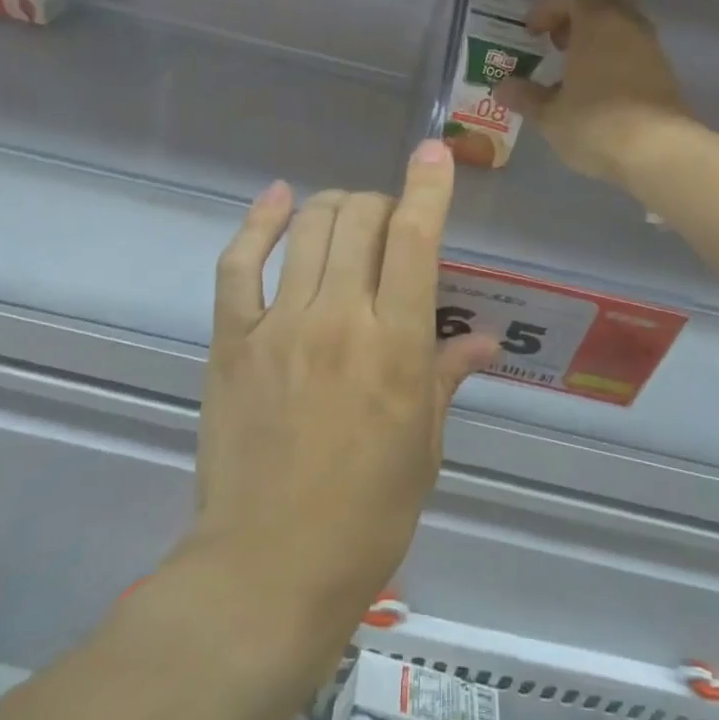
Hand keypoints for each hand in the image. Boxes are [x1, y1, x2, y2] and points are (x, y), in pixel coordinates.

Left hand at [194, 141, 498, 624]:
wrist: (269, 567)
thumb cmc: (367, 517)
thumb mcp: (424, 447)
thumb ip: (448, 378)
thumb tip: (486, 341)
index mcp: (398, 347)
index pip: (417, 240)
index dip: (428, 187)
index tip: (434, 153)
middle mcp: (339, 319)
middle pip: (359, 219)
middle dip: (381, 203)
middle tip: (389, 223)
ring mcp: (279, 326)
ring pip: (306, 227)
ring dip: (332, 206)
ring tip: (344, 215)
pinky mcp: (232, 341)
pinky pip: (239, 263)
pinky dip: (257, 222)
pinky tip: (275, 199)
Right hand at [495, 0, 693, 184]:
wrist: (659, 152)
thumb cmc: (596, 124)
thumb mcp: (550, 115)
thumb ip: (526, 97)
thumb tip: (502, 88)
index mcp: (596, 22)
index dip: (547, 6)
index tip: (532, 33)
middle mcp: (627, 25)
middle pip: (603, 1)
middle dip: (577, 16)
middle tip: (558, 44)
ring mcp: (651, 48)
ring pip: (623, 26)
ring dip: (598, 39)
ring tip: (576, 72)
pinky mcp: (665, 73)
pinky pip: (635, 51)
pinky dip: (616, 59)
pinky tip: (600, 91)